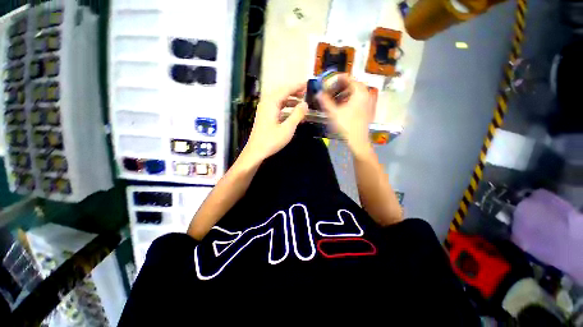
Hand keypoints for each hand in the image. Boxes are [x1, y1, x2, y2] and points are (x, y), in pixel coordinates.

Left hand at [244, 82, 308, 160]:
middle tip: (306, 92)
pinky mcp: (265, 117)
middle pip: (282, 93)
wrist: (256, 152)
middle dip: (294, 92)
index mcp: (271, 103)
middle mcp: (267, 103)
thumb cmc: (272, 140)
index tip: (308, 84)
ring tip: (301, 103)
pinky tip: (293, 114)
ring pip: (279, 100)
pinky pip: (277, 108)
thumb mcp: (287, 128)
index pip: (286, 89)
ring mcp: (265, 110)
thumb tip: (305, 103)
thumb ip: (297, 114)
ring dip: (290, 100)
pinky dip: (286, 108)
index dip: (297, 86)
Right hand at [318, 74, 374, 155]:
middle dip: (340, 87)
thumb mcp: (333, 112)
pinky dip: (349, 100)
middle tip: (330, 90)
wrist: (358, 140)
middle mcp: (366, 94)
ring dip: (344, 94)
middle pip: (353, 85)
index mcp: (359, 92)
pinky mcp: (367, 110)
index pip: (349, 79)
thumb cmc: (346, 125)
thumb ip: (325, 101)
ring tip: (334, 99)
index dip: (338, 79)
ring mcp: (368, 103)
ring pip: (355, 93)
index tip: (329, 82)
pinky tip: (342, 106)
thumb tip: (318, 93)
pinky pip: (358, 100)